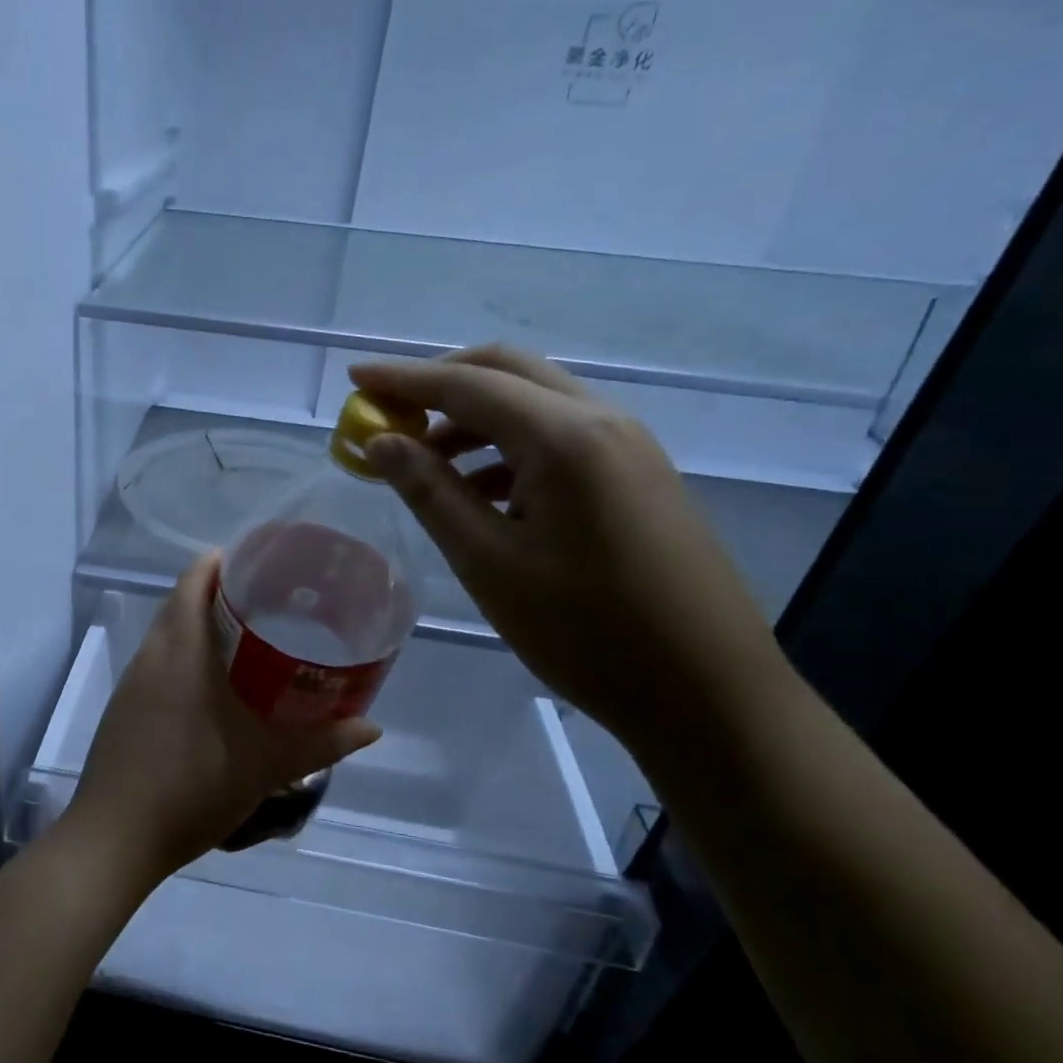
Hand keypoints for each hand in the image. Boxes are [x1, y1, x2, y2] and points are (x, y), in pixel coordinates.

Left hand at [67, 552, 380, 883]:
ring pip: (166, 634)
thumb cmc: (192, 785)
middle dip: (217, 593)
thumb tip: (371, 727)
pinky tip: (211, 687)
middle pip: (180, 602)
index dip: (221, 561)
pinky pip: (156, 664)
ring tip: (246, 640)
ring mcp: (131, 682)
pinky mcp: (122, 708)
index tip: (259, 563)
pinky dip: (183, 657)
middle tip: (267, 602)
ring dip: (199, 626)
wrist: (116, 836)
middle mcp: (151, 655)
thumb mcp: (265, 765)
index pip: (193, 580)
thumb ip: (321, 743)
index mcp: (180, 650)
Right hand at [351, 345, 791, 753]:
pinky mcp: (636, 474)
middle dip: (440, 382)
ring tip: (423, 464)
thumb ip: (430, 492)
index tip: (355, 377)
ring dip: (472, 417)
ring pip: (534, 402)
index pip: (467, 384)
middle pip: (507, 371)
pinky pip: (560, 436)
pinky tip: (479, 494)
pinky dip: (507, 446)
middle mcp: (602, 421)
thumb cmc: (585, 632)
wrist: (707, 692)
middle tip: (389, 414)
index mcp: (565, 438)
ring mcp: (627, 446)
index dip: (403, 378)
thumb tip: (381, 442)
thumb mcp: (488, 563)